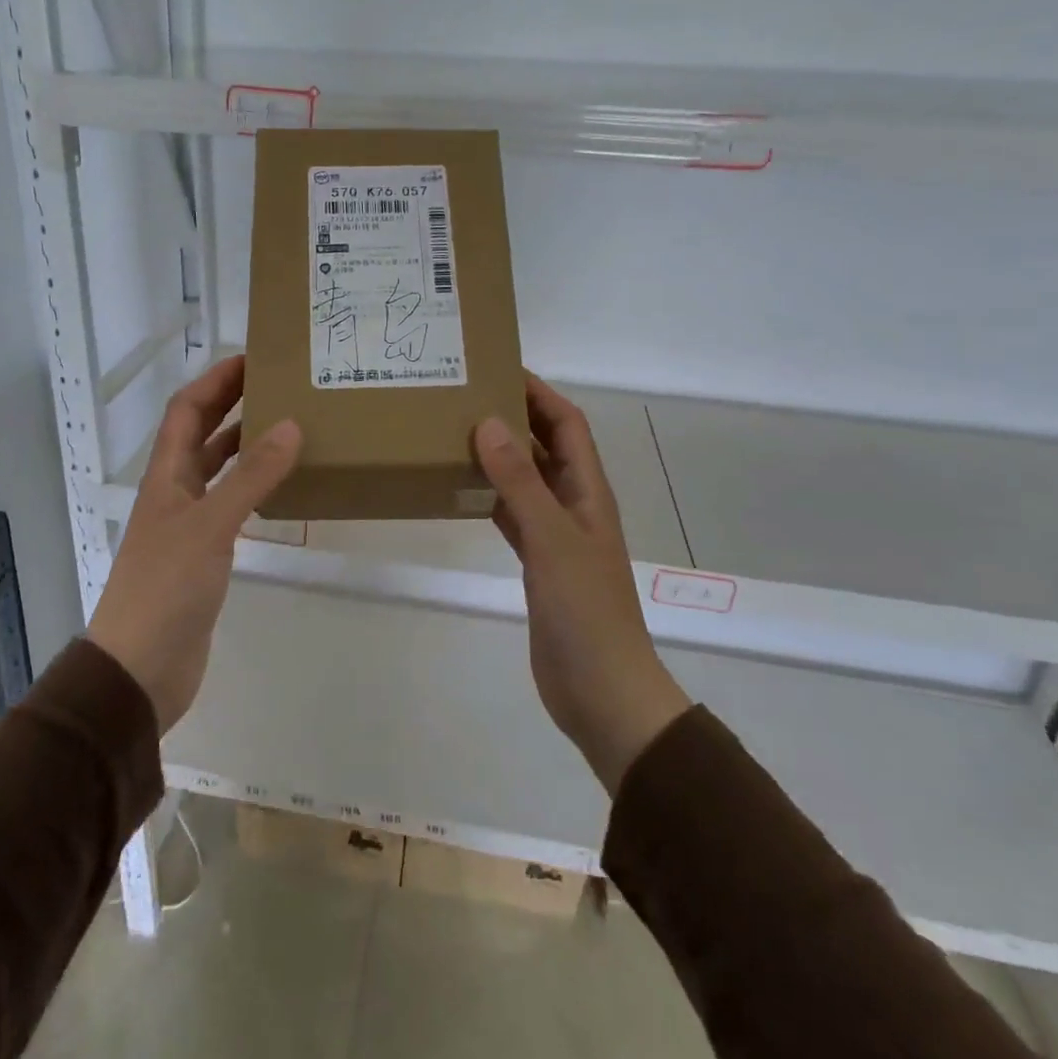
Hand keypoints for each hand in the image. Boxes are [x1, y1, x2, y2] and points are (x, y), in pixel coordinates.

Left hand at [86, 356, 300, 732]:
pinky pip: (231, 505)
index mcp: (166, 476)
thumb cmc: (166, 588)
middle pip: (201, 433)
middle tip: (279, 384)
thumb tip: (290, 425)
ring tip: (288, 426)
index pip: (186, 410)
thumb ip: (251, 477)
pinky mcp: (204, 554)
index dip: (214, 380)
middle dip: (232, 404)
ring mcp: (188, 524)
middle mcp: (174, 492)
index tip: (253, 358)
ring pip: (218, 469)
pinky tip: (280, 486)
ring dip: (245, 444)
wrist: (140, 669)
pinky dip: (253, 487)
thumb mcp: (211, 525)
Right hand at [475, 374, 690, 792]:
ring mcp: (556, 536)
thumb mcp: (551, 540)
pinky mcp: (538, 564)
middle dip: (514, 417)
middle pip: (545, 446)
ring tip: (456, 433)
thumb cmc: (585, 611)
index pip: (566, 424)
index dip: (539, 392)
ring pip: (525, 480)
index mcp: (588, 492)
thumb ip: (520, 483)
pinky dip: (489, 497)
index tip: (499, 367)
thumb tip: (489, 423)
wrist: (601, 691)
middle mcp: (575, 505)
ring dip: (499, 456)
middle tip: (466, 396)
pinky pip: (512, 515)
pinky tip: (460, 490)